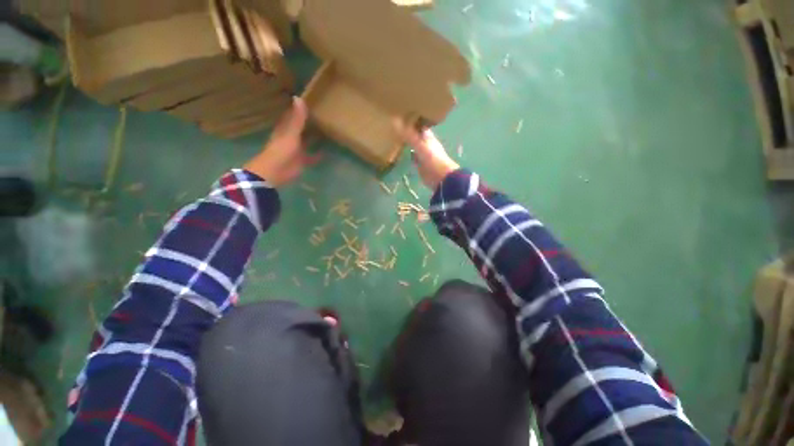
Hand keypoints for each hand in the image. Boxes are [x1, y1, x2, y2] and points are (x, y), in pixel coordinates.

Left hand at [244, 97, 319, 186]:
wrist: (276, 171)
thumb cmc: (281, 150)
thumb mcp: (291, 133)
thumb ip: (297, 118)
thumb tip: (299, 97)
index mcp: (285, 129)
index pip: (292, 116)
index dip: (298, 109)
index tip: (308, 102)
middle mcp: (290, 137)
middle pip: (300, 128)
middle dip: (308, 124)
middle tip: (321, 117)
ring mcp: (296, 150)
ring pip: (306, 142)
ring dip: (314, 139)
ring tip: (326, 133)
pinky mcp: (301, 161)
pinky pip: (311, 157)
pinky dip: (317, 155)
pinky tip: (326, 152)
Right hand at [396, 122, 458, 189]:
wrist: (440, 177)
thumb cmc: (433, 159)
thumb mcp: (421, 146)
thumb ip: (409, 136)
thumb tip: (395, 121)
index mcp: (427, 136)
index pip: (419, 124)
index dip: (411, 118)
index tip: (400, 112)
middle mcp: (424, 143)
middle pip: (414, 134)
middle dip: (406, 129)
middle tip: (393, 123)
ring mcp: (422, 154)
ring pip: (412, 145)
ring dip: (405, 141)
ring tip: (393, 135)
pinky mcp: (419, 164)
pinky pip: (411, 156)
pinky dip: (406, 154)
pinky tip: (398, 151)